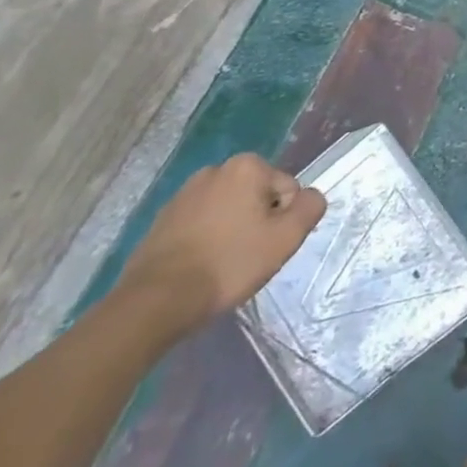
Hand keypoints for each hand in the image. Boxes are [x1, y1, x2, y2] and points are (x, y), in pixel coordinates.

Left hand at [117, 154, 325, 333]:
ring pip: (228, 209)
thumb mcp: (286, 238)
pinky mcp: (162, 219)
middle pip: (257, 196)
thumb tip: (311, 196)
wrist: (156, 300)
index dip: (283, 220)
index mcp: (247, 166)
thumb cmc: (229, 263)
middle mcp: (215, 170)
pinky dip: (206, 238)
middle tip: (248, 256)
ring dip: (232, 230)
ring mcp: (184, 193)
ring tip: (222, 264)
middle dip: (258, 222)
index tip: (266, 246)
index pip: (287, 189)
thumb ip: (310, 207)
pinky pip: (201, 223)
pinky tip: (200, 266)